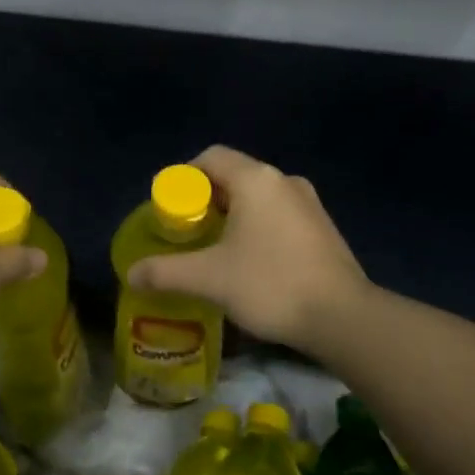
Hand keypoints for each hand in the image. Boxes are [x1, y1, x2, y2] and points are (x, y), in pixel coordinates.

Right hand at [127, 146, 367, 351]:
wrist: (343, 317)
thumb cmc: (270, 284)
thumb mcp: (209, 279)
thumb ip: (166, 272)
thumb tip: (131, 273)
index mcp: (256, 180)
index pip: (210, 158)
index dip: (183, 176)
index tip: (168, 206)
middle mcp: (284, 181)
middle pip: (234, 175)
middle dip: (206, 199)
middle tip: (187, 229)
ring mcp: (309, 203)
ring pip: (258, 197)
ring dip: (233, 214)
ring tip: (214, 247)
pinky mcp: (323, 227)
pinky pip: (279, 214)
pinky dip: (257, 226)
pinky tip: (250, 260)